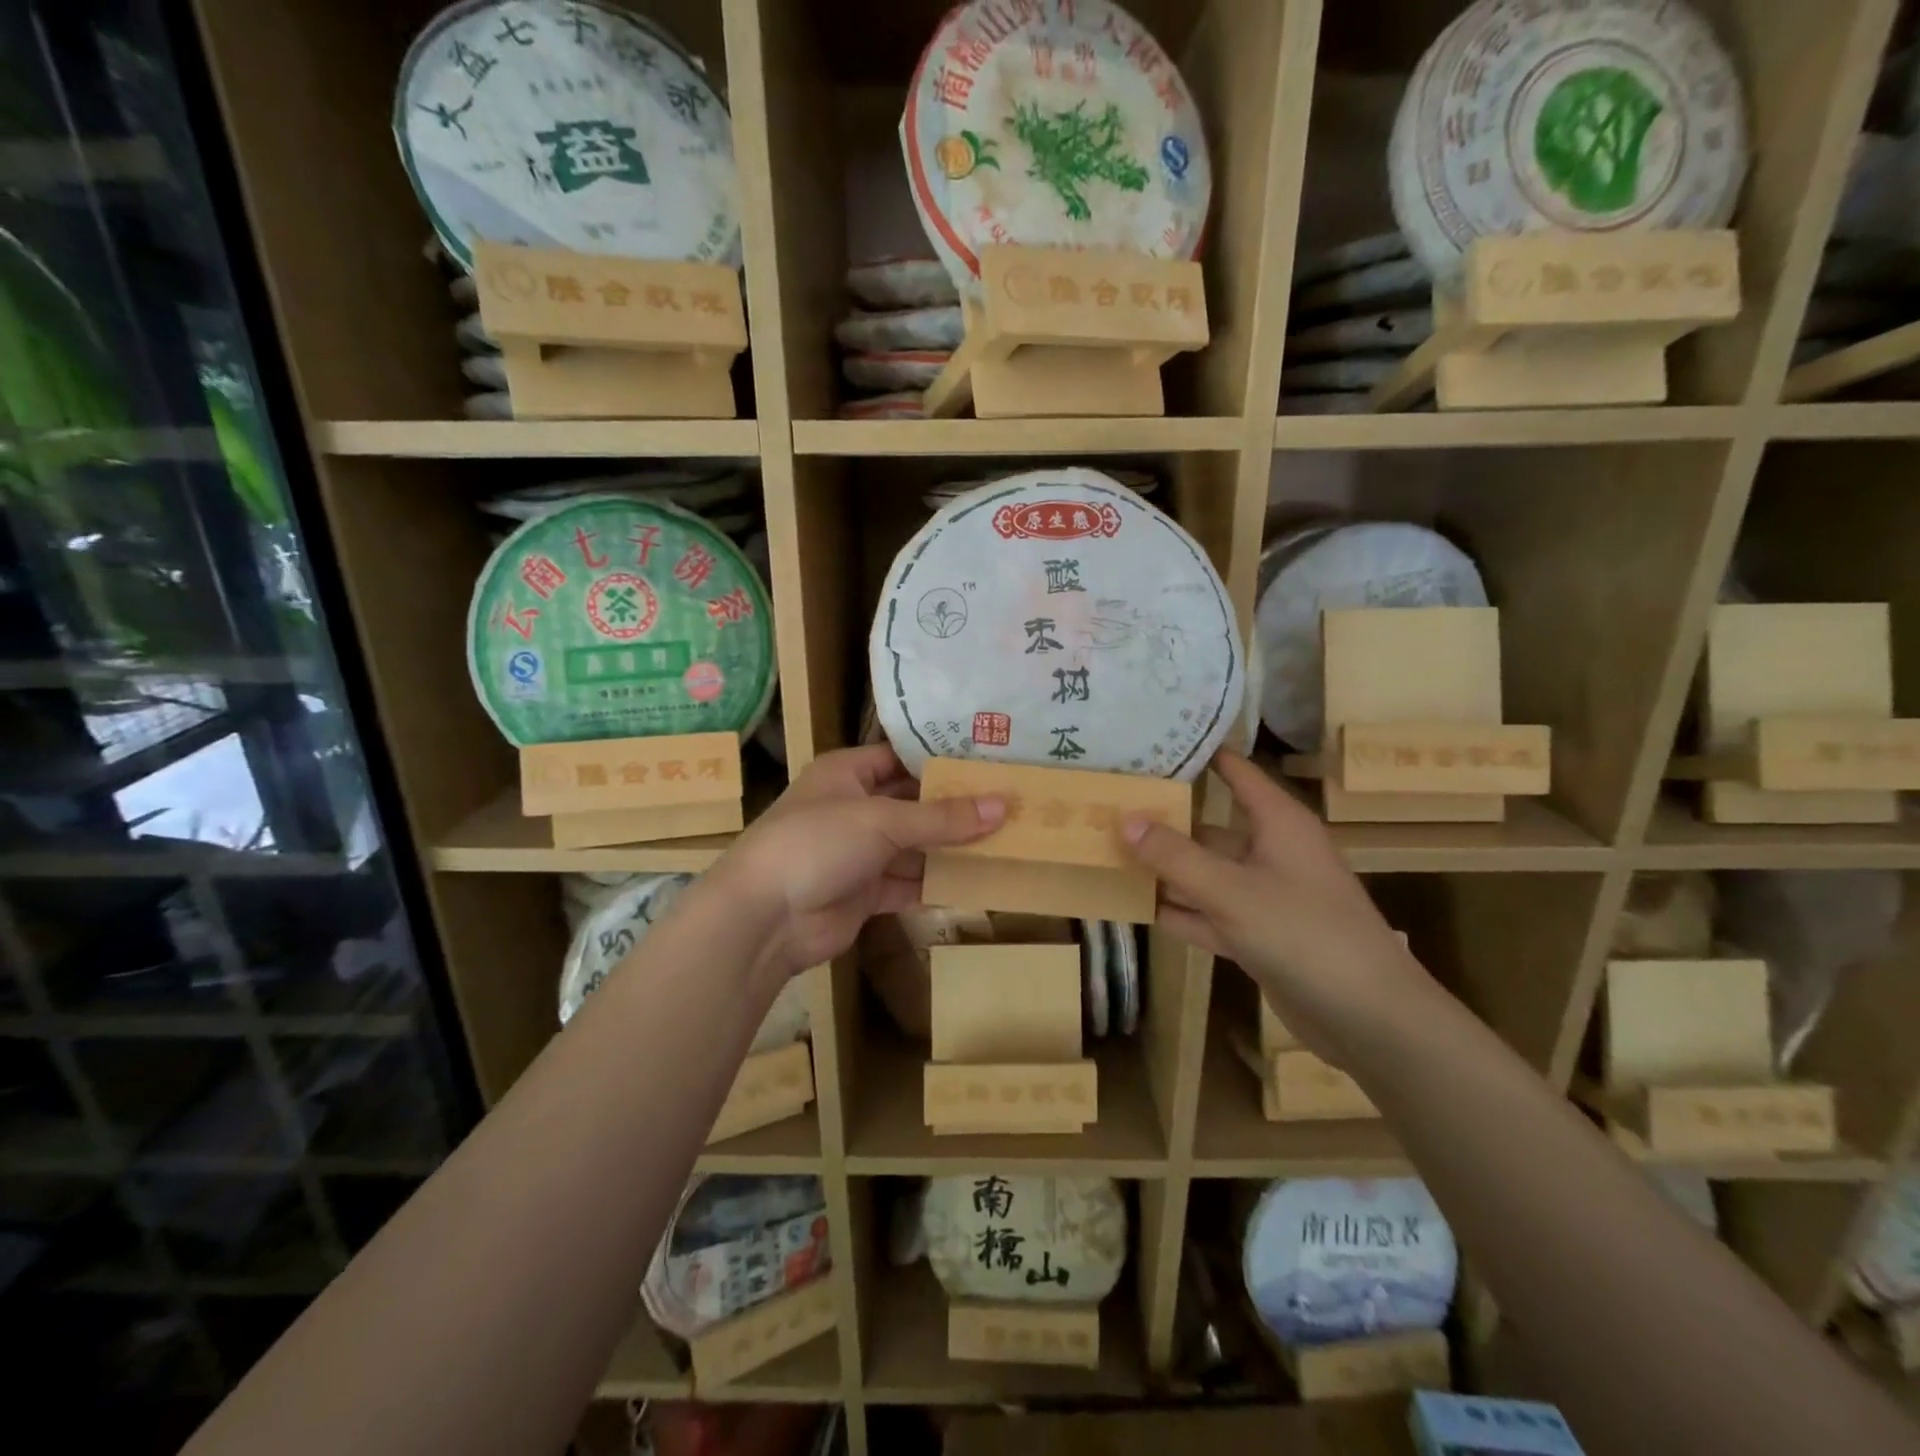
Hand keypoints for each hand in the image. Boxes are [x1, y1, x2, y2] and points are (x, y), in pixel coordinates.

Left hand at [708, 744, 1004, 980]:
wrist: (763, 918)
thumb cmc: (817, 843)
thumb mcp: (882, 821)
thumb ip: (942, 817)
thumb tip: (1003, 805)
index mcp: (847, 774)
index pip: (900, 757)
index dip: (940, 760)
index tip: (988, 763)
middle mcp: (854, 808)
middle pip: (912, 804)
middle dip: (954, 808)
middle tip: (1008, 804)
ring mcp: (858, 853)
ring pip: (914, 846)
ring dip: (950, 848)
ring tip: (1005, 842)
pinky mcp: (864, 893)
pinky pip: (908, 883)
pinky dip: (935, 883)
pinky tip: (975, 882)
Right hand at [1120, 749, 1432, 1056]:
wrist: (1368, 1018)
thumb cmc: (1305, 933)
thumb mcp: (1232, 891)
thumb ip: (1175, 856)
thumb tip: (1124, 818)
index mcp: (1278, 823)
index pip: (1235, 772)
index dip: (1198, 755)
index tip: (1148, 743)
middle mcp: (1270, 852)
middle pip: (1209, 827)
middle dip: (1163, 820)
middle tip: (1107, 806)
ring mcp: (1264, 896)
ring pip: (1205, 873)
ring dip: (1164, 869)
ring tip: (1107, 853)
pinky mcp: (1258, 935)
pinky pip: (1209, 913)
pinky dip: (1178, 911)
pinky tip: (1134, 906)